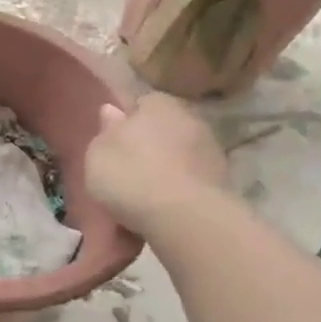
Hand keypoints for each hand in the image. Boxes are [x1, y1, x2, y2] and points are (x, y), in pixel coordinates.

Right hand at [85, 95, 229, 241]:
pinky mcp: (222, 183)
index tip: (113, 145)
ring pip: (177, 160)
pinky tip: (160, 215)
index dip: (126, 123)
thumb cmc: (131, 176)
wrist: (185, 217)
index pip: (141, 103)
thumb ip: (105, 131)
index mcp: (158, 104)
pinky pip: (188, 185)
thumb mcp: (98, 153)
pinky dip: (177, 196)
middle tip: (126, 174)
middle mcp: (190, 119)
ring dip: (163, 174)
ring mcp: (211, 152)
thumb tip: (112, 111)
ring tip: (141, 202)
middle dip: (147, 149)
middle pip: (162, 132)